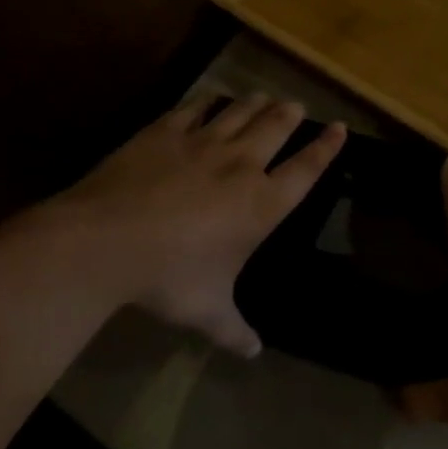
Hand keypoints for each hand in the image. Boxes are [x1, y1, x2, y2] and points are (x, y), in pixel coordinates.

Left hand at [53, 94, 344, 356]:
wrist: (107, 241)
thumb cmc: (169, 278)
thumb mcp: (208, 312)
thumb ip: (235, 330)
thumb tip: (254, 353)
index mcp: (262, 205)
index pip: (306, 169)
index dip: (326, 148)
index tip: (340, 128)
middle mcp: (241, 165)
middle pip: (276, 128)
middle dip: (290, 114)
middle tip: (296, 105)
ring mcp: (202, 143)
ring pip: (240, 111)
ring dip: (256, 102)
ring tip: (263, 96)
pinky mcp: (166, 132)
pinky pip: (196, 108)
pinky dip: (209, 101)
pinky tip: (211, 99)